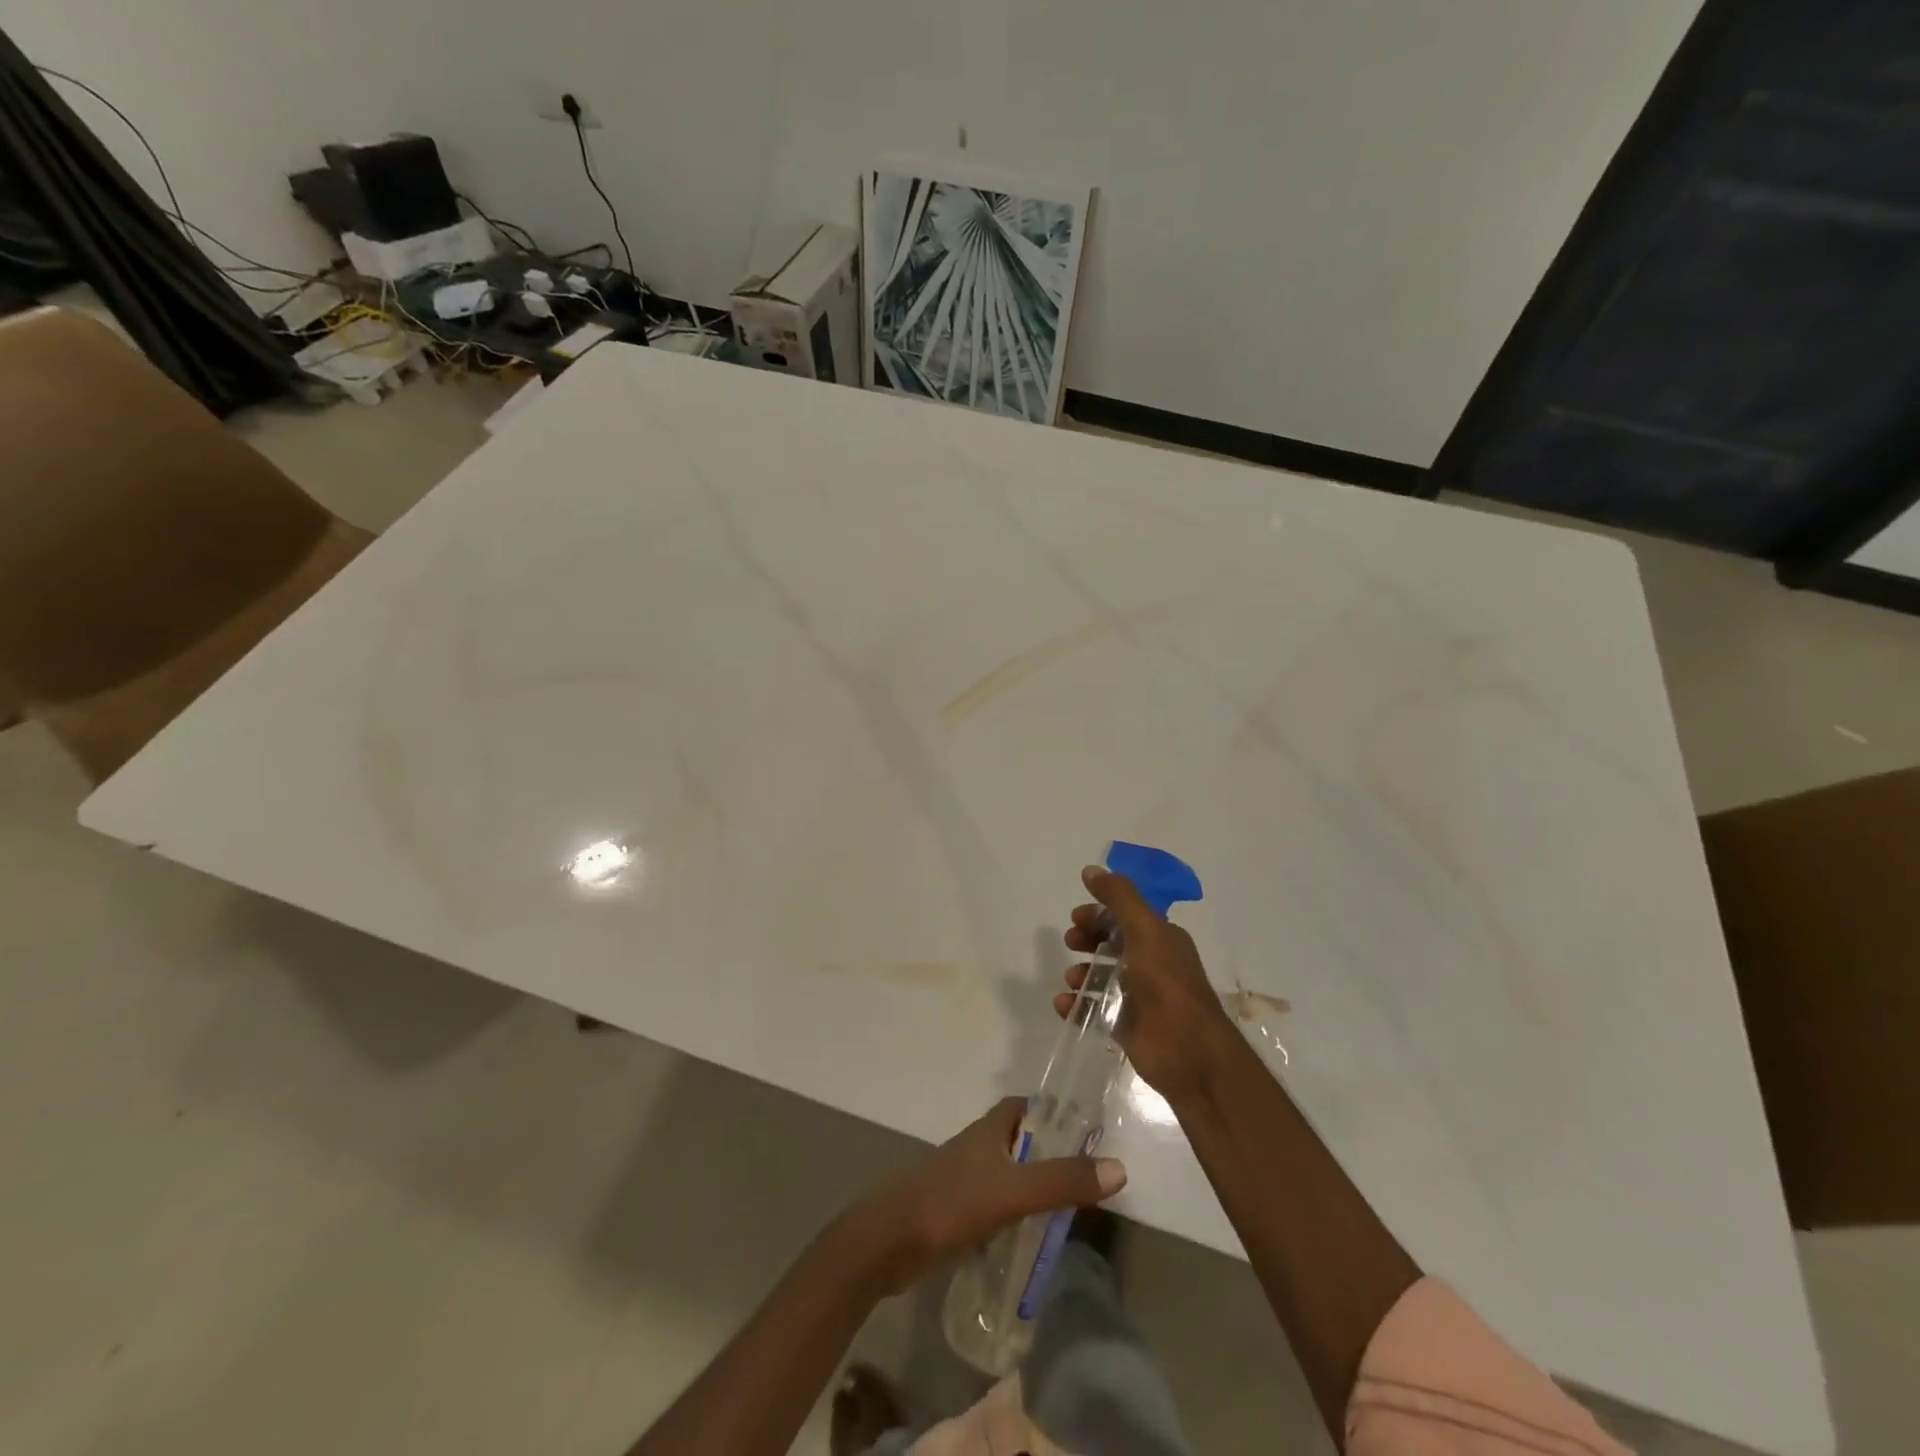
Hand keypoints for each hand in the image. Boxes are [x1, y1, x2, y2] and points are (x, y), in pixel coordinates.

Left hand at [848, 1097, 1126, 1293]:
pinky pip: (995, 1205)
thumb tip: (1119, 1168)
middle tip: (1085, 1179)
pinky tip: (1031, 1239)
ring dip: (1033, 1187)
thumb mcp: (1013, 1192)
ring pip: (1007, 1174)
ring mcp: (963, 1179)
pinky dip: (1015, 1215)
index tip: (1086, 1130)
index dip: (1053, 1112)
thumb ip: (1062, 1180)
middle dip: (1049, 1155)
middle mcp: (977, 1147)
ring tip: (1068, 1213)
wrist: (887, 1242)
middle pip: (1019, 1141)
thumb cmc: (950, 1203)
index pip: (1025, 1106)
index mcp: (989, 1129)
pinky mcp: (955, 1212)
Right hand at [1061, 865, 1239, 1100]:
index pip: (1126, 917)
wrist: (1187, 1050)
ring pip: (1101, 978)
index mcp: (1161, 939)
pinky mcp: (1126, 1027)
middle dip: (1088, 940)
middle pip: (1112, 945)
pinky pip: (1094, 1010)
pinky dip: (1077, 1005)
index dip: (1100, 913)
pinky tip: (1064, 1004)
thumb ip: (1119, 898)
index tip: (1076, 916)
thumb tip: (1091, 869)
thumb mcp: (1145, 929)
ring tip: (1072, 979)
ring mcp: (1138, 997)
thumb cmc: (1167, 983)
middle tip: (1071, 941)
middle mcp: (1151, 965)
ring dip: (1081, 973)